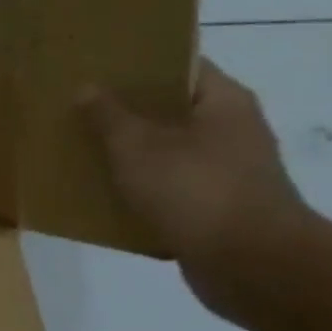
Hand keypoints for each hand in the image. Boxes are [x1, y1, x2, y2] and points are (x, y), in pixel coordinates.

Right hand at [82, 60, 312, 316]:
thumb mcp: (137, 146)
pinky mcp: (217, 210)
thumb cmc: (196, 190)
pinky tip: (102, 194)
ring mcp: (227, 172)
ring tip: (81, 149)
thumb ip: (108, 115)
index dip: (138, 63)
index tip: (96, 65)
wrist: (254, 267)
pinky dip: (140, 191)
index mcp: (222, 101)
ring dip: (130, 154)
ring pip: (167, 152)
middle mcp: (232, 130)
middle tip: (78, 106)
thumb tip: (87, 88)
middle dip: (125, 110)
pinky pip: (169, 190)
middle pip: (170, 109)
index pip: (178, 65)